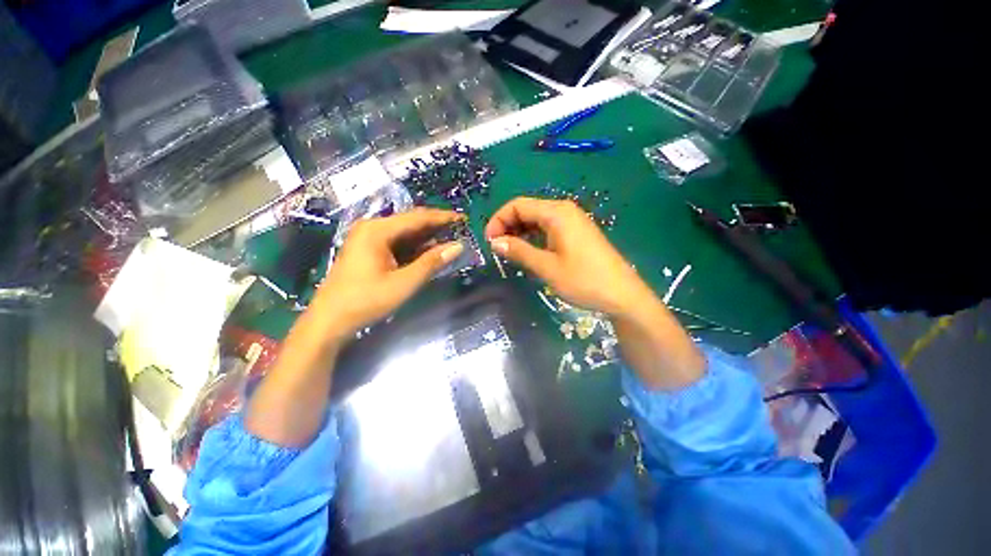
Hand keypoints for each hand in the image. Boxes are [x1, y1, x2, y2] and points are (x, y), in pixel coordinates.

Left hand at [311, 208, 463, 339]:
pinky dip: (414, 247)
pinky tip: (429, 251)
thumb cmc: (366, 300)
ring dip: (426, 237)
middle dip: (435, 226)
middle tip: (459, 230)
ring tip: (450, 239)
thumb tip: (458, 246)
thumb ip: (432, 262)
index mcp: (377, 230)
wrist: (330, 319)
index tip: (463, 218)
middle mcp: (372, 228)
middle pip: (410, 222)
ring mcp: (368, 238)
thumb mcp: (404, 282)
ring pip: (404, 232)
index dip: (442, 217)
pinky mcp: (368, 249)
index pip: (417, 217)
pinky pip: (396, 242)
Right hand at [485, 197, 655, 317]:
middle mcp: (564, 210)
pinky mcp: (577, 233)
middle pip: (527, 210)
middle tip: (497, 249)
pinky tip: (528, 251)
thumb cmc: (583, 280)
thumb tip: (495, 242)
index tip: (489, 242)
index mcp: (556, 213)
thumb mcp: (547, 267)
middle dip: (508, 226)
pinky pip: (548, 228)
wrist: (622, 295)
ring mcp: (573, 221)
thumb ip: (519, 251)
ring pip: (537, 219)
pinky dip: (534, 237)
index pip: (518, 205)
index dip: (499, 220)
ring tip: (509, 252)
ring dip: (520, 232)